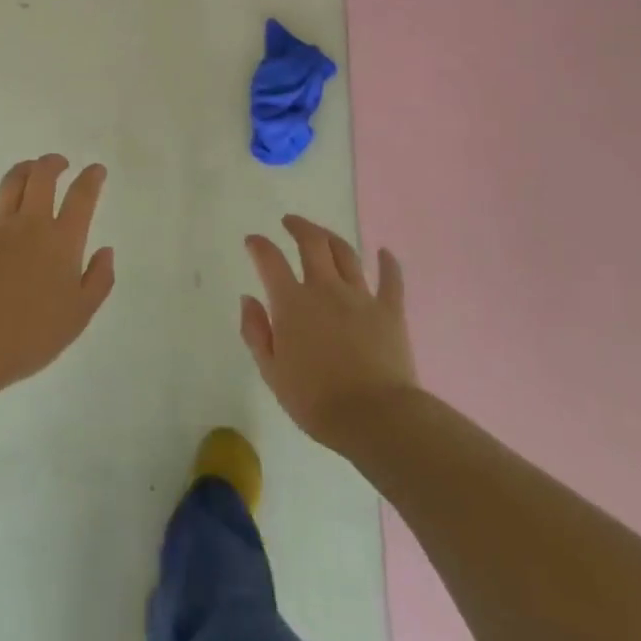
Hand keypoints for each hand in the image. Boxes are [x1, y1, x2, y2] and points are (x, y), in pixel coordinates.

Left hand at [0, 155, 114, 396]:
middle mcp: (31, 224)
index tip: (96, 170)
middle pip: (43, 178)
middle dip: (53, 163)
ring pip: (10, 183)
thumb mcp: (80, 315)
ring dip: (23, 169)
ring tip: (30, 167)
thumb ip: (99, 280)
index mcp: (63, 241)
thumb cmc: (33, 334)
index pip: (82, 197)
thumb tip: (106, 250)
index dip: (91, 178)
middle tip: (60, 163)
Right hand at [240, 216, 418, 448]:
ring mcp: (360, 296)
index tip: (253, 241)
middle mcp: (325, 289)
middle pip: (312, 243)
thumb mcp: (272, 372)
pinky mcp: (390, 310)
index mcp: (292, 303)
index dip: (259, 245)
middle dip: (298, 226)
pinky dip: (388, 263)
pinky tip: (385, 252)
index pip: (270, 260)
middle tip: (290, 222)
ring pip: (346, 254)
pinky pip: (391, 279)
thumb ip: (256, 332)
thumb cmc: (316, 400)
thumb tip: (249, 299)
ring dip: (331, 238)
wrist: (375, 418)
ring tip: (323, 234)